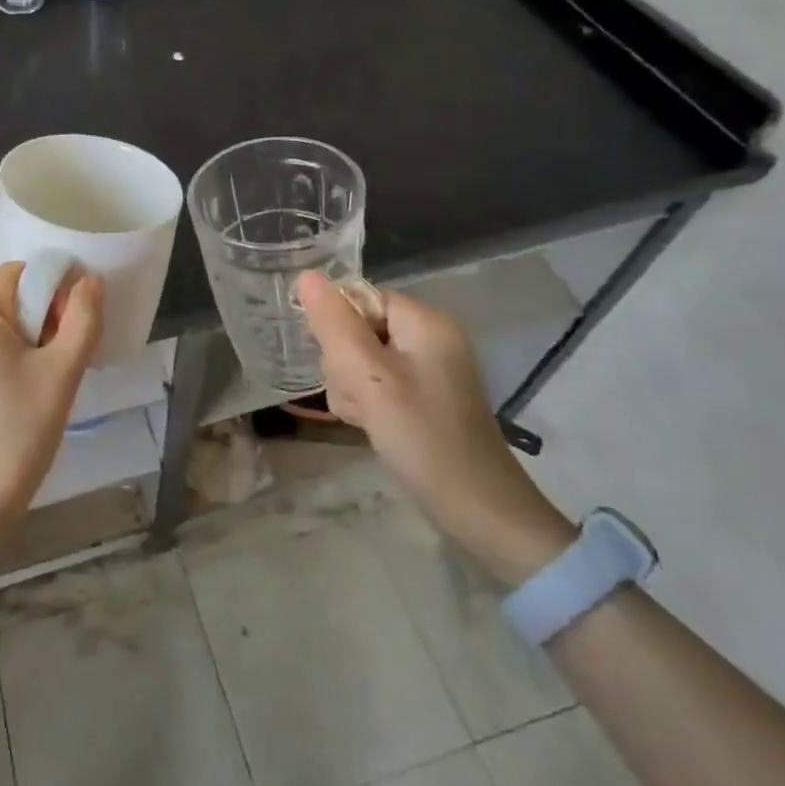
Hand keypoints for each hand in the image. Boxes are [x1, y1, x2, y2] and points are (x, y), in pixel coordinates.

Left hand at [0, 263, 104, 543]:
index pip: (20, 272)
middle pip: (11, 296)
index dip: (56, 287)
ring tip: (54, 377)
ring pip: (3, 324)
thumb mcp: (62, 373)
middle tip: (70, 355)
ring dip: (36, 338)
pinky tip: (32, 391)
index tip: (77, 325)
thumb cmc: (17, 433)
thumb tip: (91, 280)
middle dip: (48, 315)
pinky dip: (17, 356)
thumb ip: (83, 319)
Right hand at [296, 272, 573, 583]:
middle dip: (344, 363)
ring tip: (365, 416)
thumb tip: (306, 274)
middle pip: (357, 327)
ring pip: (361, 358)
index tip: (339, 365)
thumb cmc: (422, 436)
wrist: (478, 511)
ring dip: (351, 386)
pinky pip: (377, 382)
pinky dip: (367, 401)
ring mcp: (428, 367)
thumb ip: (334, 324)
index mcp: (424, 320)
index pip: (358, 298)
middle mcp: (429, 335)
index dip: (337, 328)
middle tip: (358, 398)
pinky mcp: (424, 395)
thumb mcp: (368, 377)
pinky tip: (370, 424)